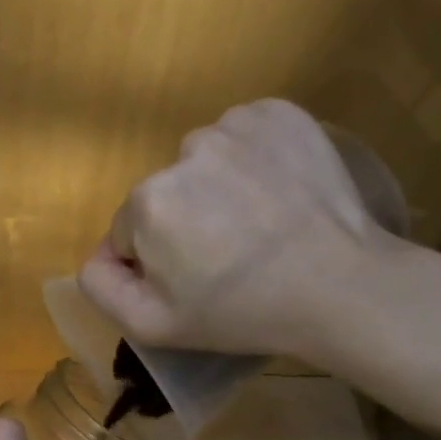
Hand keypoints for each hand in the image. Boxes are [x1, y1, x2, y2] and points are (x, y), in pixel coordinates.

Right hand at [78, 99, 411, 367]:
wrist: (342, 287)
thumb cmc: (242, 313)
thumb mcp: (152, 326)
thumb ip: (100, 287)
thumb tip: (98, 255)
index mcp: (148, 201)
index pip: (132, 230)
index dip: (159, 260)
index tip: (197, 280)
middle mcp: (184, 150)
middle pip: (167, 192)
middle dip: (187, 220)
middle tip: (232, 255)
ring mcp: (235, 126)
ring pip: (204, 161)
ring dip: (219, 186)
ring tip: (260, 223)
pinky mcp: (279, 113)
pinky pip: (244, 134)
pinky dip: (253, 157)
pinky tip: (278, 191)